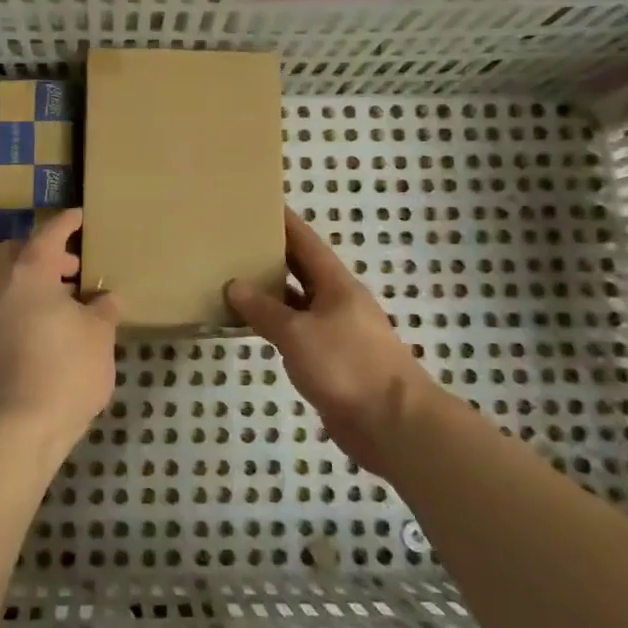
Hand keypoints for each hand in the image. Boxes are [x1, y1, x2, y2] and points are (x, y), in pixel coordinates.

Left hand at [0, 208, 119, 452]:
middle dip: (42, 252)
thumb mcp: (99, 335)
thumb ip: (104, 308)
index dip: (66, 223)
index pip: (48, 234)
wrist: (21, 425)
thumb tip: (107, 298)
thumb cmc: (67, 369)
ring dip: (29, 280)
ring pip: (4, 280)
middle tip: (71, 269)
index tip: (79, 217)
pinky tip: (43, 326)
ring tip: (61, 301)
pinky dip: (19, 303)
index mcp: (29, 273)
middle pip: (15, 252)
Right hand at [226, 208, 436, 477]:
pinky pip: (298, 333)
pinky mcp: (333, 361)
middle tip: (236, 242)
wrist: (393, 423)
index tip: (260, 204)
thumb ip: (264, 310)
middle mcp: (338, 302)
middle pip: (302, 270)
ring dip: (271, 294)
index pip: (306, 242)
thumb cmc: (347, 366)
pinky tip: (252, 328)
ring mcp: (337, 332)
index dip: (285, 222)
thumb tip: (234, 285)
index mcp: (336, 284)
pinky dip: (275, 326)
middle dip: (272, 255)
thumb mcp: (297, 333)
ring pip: (298, 304)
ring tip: (234, 281)